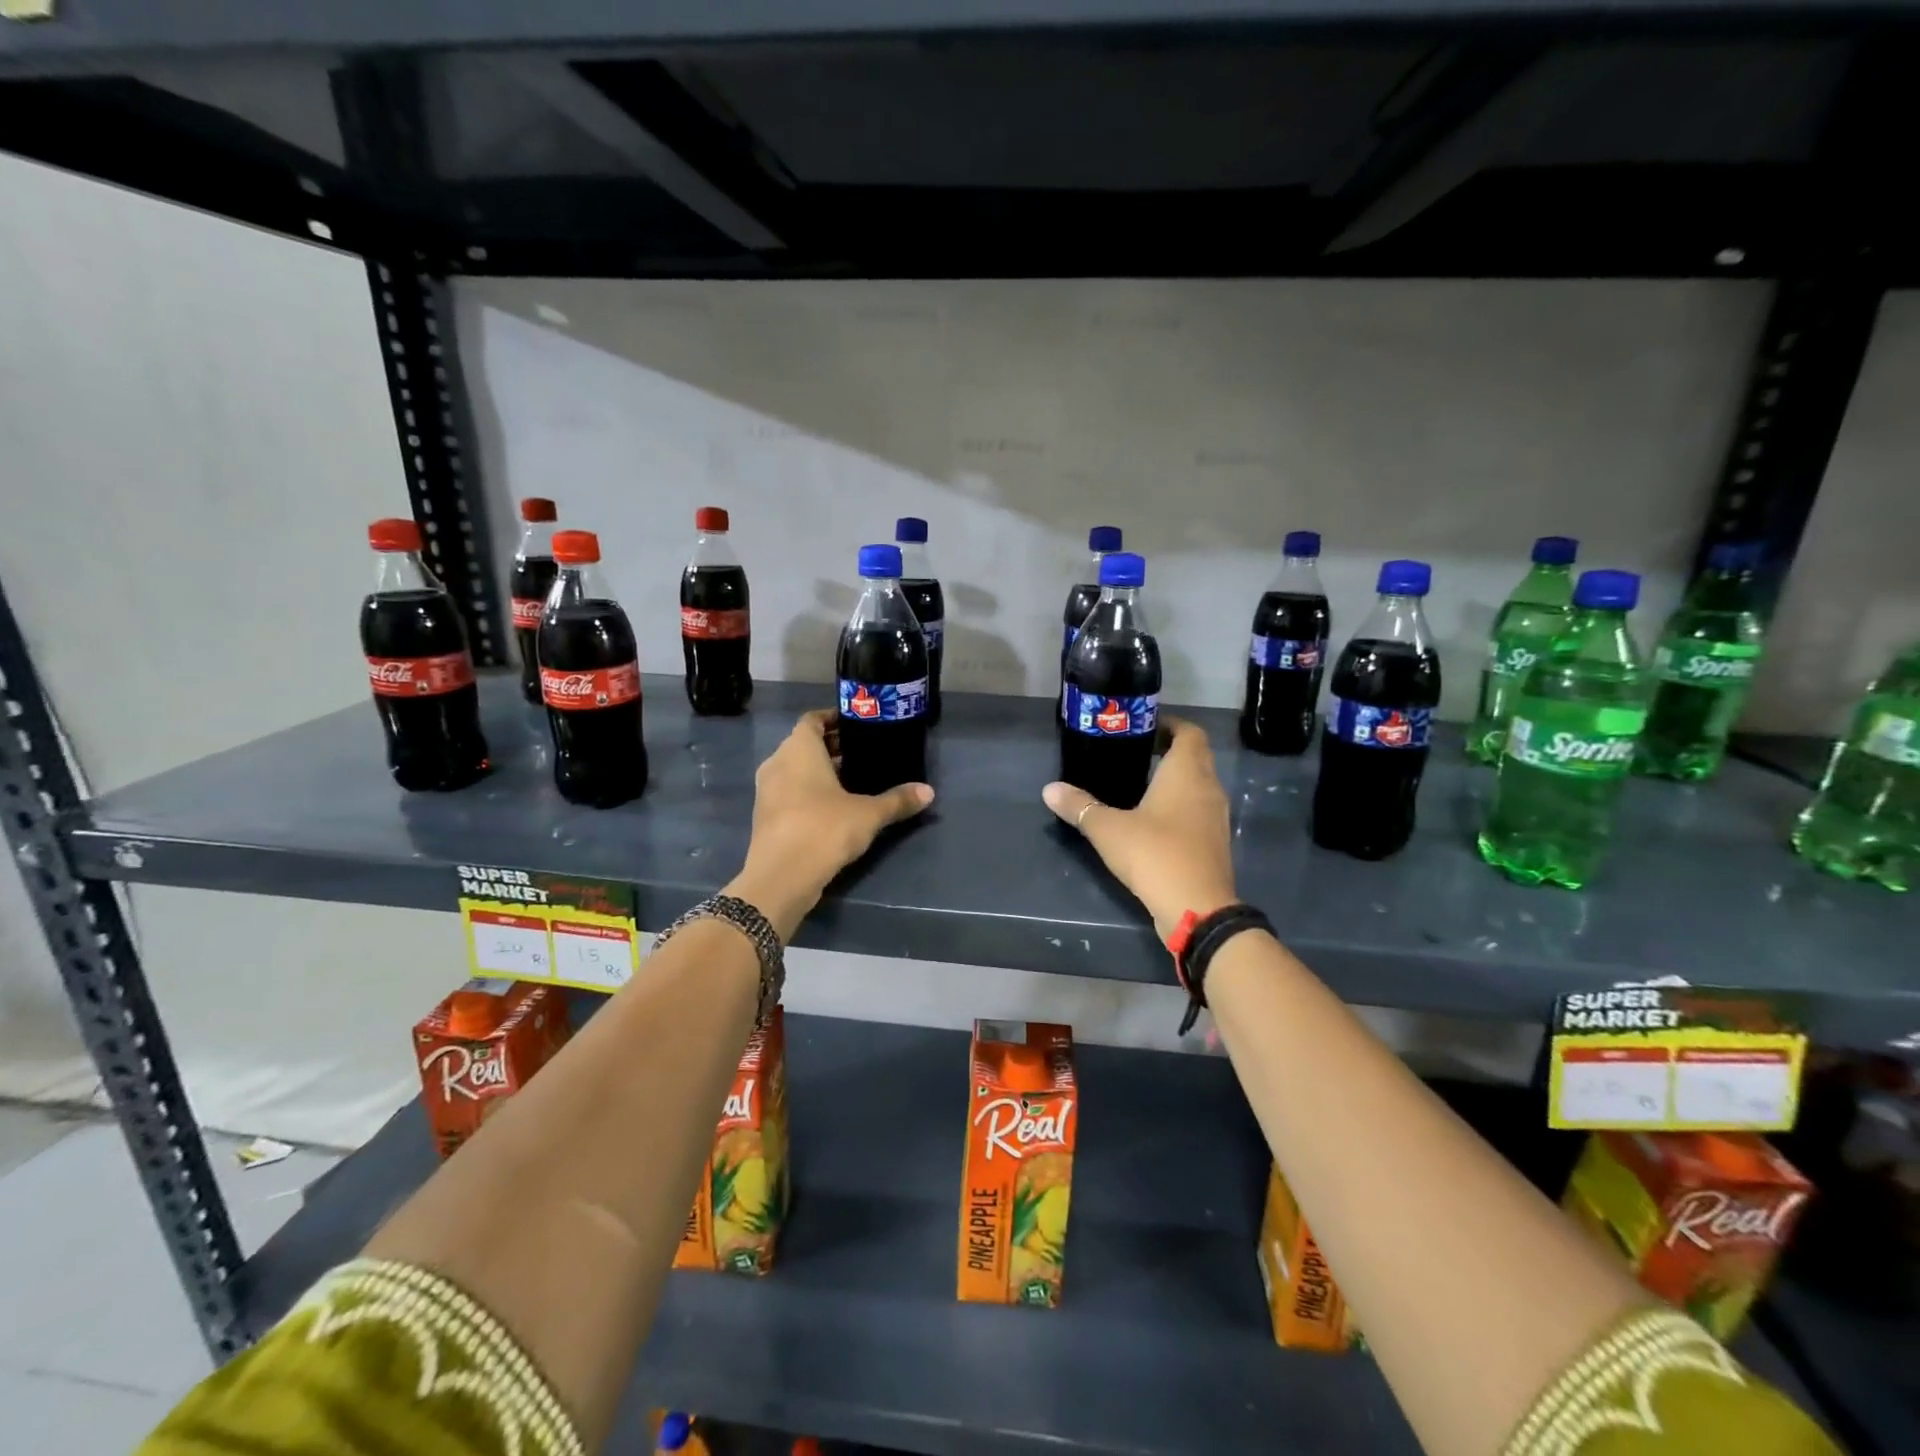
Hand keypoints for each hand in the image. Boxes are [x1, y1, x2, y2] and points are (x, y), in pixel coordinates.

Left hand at [728, 709, 933, 938]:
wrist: (781, 876)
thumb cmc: (824, 828)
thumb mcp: (869, 814)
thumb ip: (897, 800)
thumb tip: (928, 792)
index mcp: (799, 749)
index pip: (813, 719)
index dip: (834, 718)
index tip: (858, 725)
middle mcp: (778, 762)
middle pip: (804, 744)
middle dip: (832, 747)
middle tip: (864, 753)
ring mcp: (767, 790)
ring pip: (795, 769)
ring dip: (819, 771)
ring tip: (853, 780)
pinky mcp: (765, 816)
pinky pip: (789, 791)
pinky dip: (808, 791)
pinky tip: (834, 807)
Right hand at [1042, 717, 1237, 939]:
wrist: (1197, 909)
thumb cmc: (1155, 854)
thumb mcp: (1108, 829)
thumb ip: (1079, 806)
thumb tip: (1049, 789)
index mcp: (1187, 772)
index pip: (1189, 732)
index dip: (1170, 725)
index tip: (1143, 727)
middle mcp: (1208, 787)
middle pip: (1196, 755)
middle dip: (1170, 749)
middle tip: (1135, 752)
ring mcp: (1216, 816)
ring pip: (1200, 784)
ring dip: (1177, 778)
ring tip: (1140, 783)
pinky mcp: (1214, 842)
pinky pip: (1199, 809)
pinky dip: (1181, 804)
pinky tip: (1154, 818)